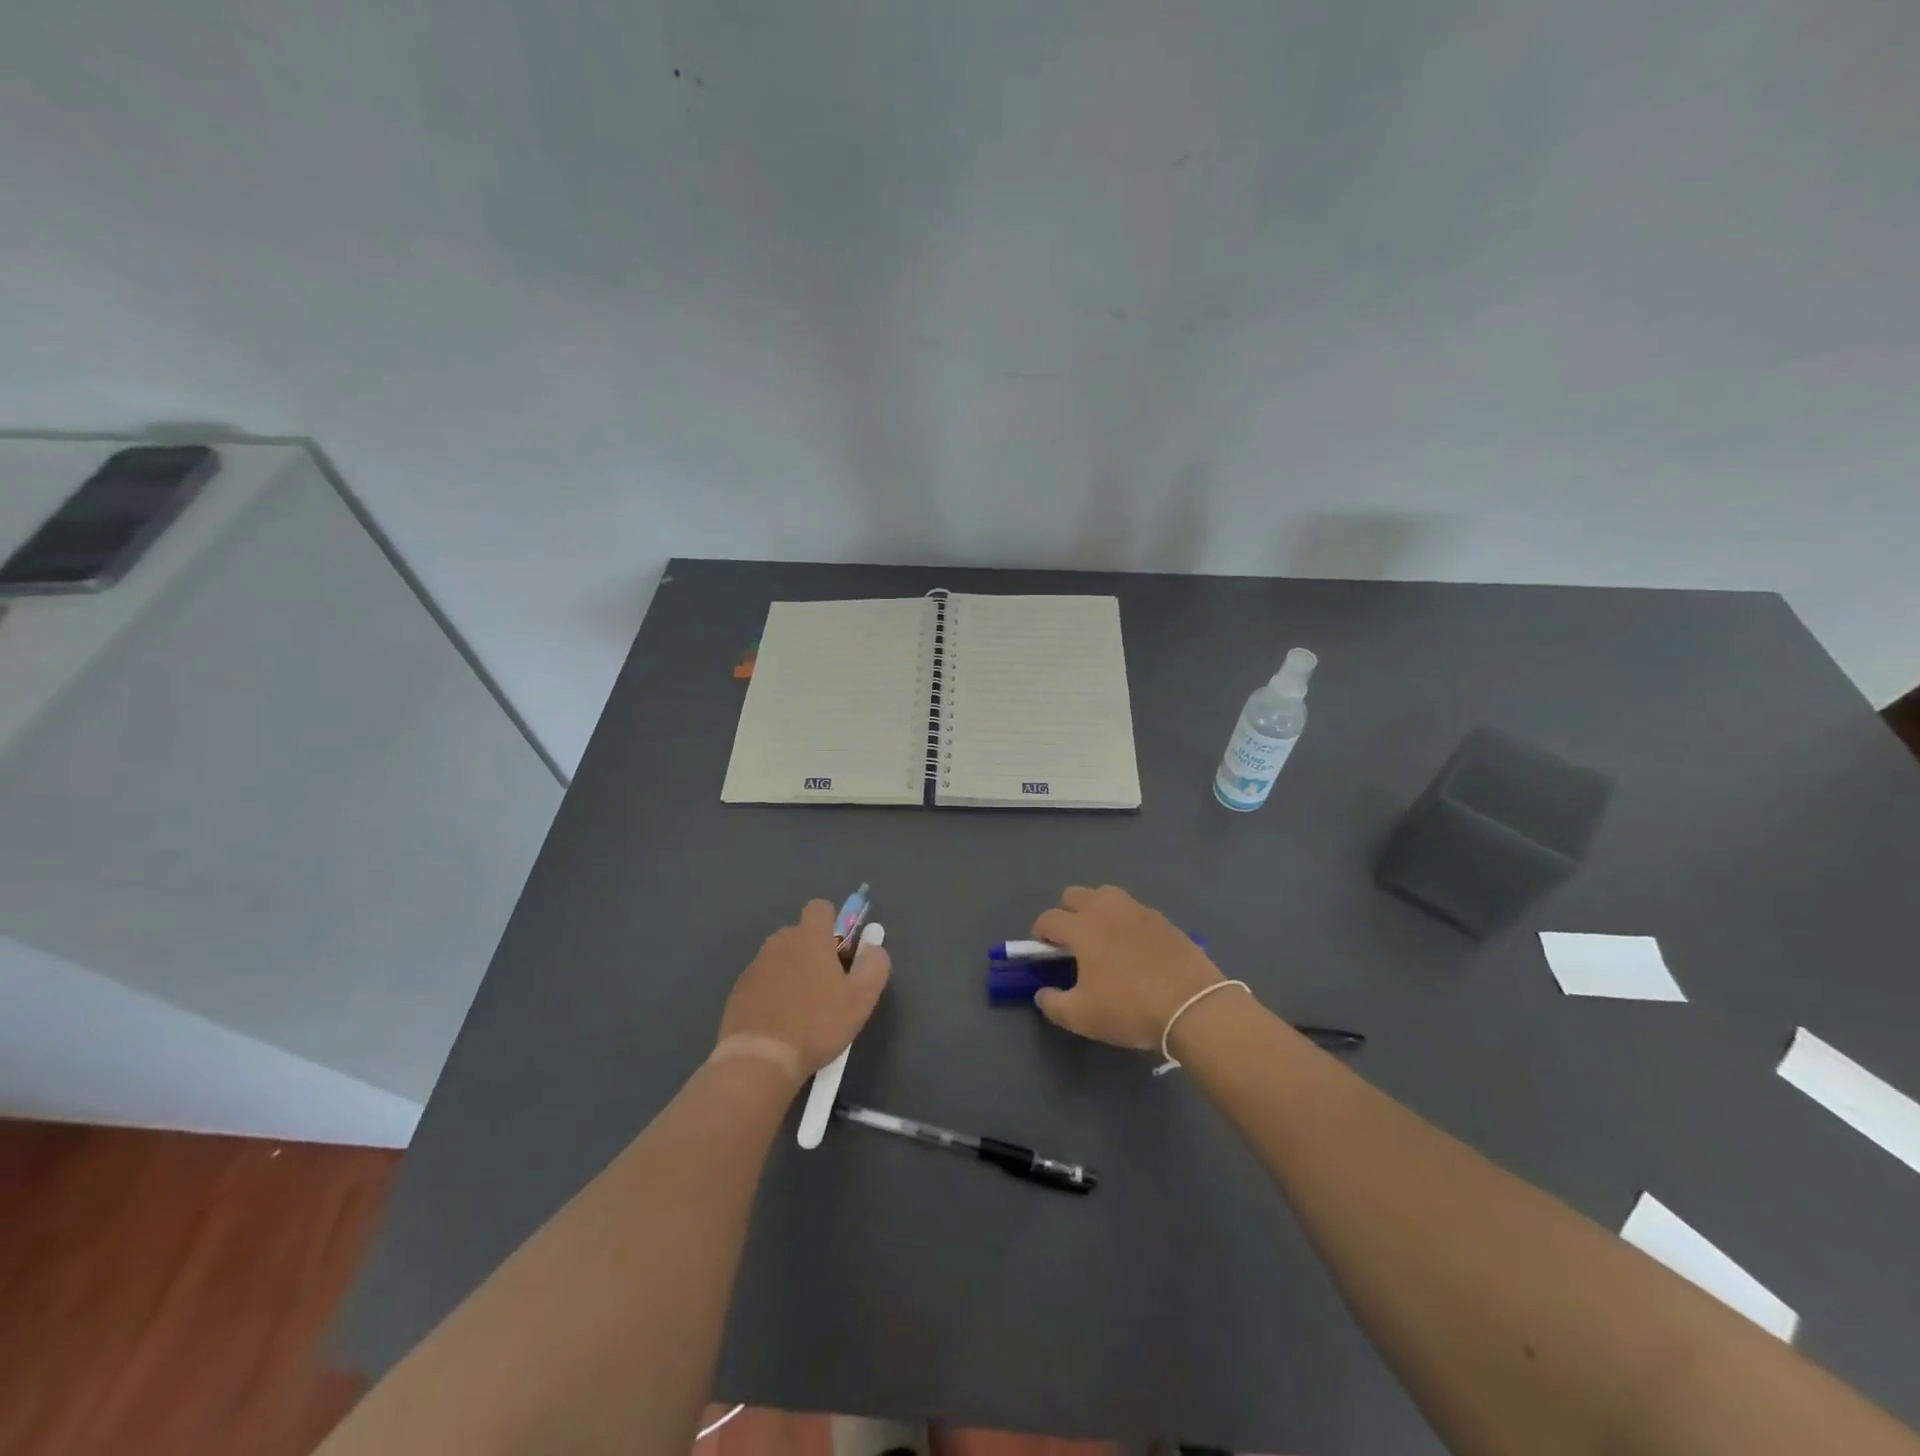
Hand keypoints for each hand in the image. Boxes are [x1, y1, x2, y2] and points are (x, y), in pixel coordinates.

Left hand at [717, 900, 890, 1079]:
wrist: (760, 1060)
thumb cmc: (817, 1023)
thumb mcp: (861, 998)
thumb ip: (874, 965)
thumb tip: (873, 947)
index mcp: (809, 936)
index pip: (821, 908)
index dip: (834, 925)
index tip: (841, 954)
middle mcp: (780, 942)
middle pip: (801, 934)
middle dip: (815, 952)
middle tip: (828, 988)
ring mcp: (755, 965)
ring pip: (782, 958)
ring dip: (794, 973)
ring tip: (804, 1010)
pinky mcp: (739, 990)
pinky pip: (764, 981)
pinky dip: (774, 993)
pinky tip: (781, 1023)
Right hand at [1030, 885, 1224, 1048]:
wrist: (1193, 1007)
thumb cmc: (1130, 1009)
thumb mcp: (1082, 1017)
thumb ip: (1053, 1004)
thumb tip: (1042, 993)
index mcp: (1082, 928)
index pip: (1049, 918)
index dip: (1040, 933)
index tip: (1044, 951)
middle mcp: (1107, 909)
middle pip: (1075, 894)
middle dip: (1066, 913)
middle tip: (1072, 942)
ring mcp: (1137, 910)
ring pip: (1106, 895)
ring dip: (1096, 909)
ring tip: (1102, 938)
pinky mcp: (1162, 919)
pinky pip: (1133, 909)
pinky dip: (1124, 920)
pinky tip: (1133, 947)